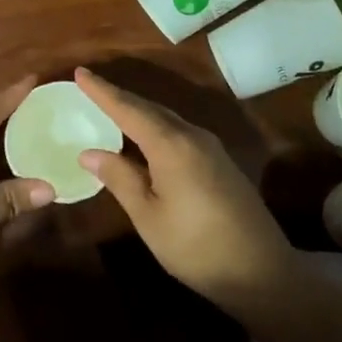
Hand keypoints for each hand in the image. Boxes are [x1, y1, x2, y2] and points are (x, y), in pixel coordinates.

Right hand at [73, 67, 294, 307]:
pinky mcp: (219, 162)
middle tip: (90, 88)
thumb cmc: (195, 247)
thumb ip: (120, 179)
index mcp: (171, 145)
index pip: (128, 109)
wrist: (261, 269)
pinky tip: (144, 139)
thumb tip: (89, 152)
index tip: (79, 72)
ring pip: (166, 119)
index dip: (102, 91)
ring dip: (138, 111)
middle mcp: (192, 136)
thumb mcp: (149, 216)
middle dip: (119, 97)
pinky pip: (178, 132)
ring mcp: (210, 147)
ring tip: (111, 108)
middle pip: (149, 108)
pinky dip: (155, 127)